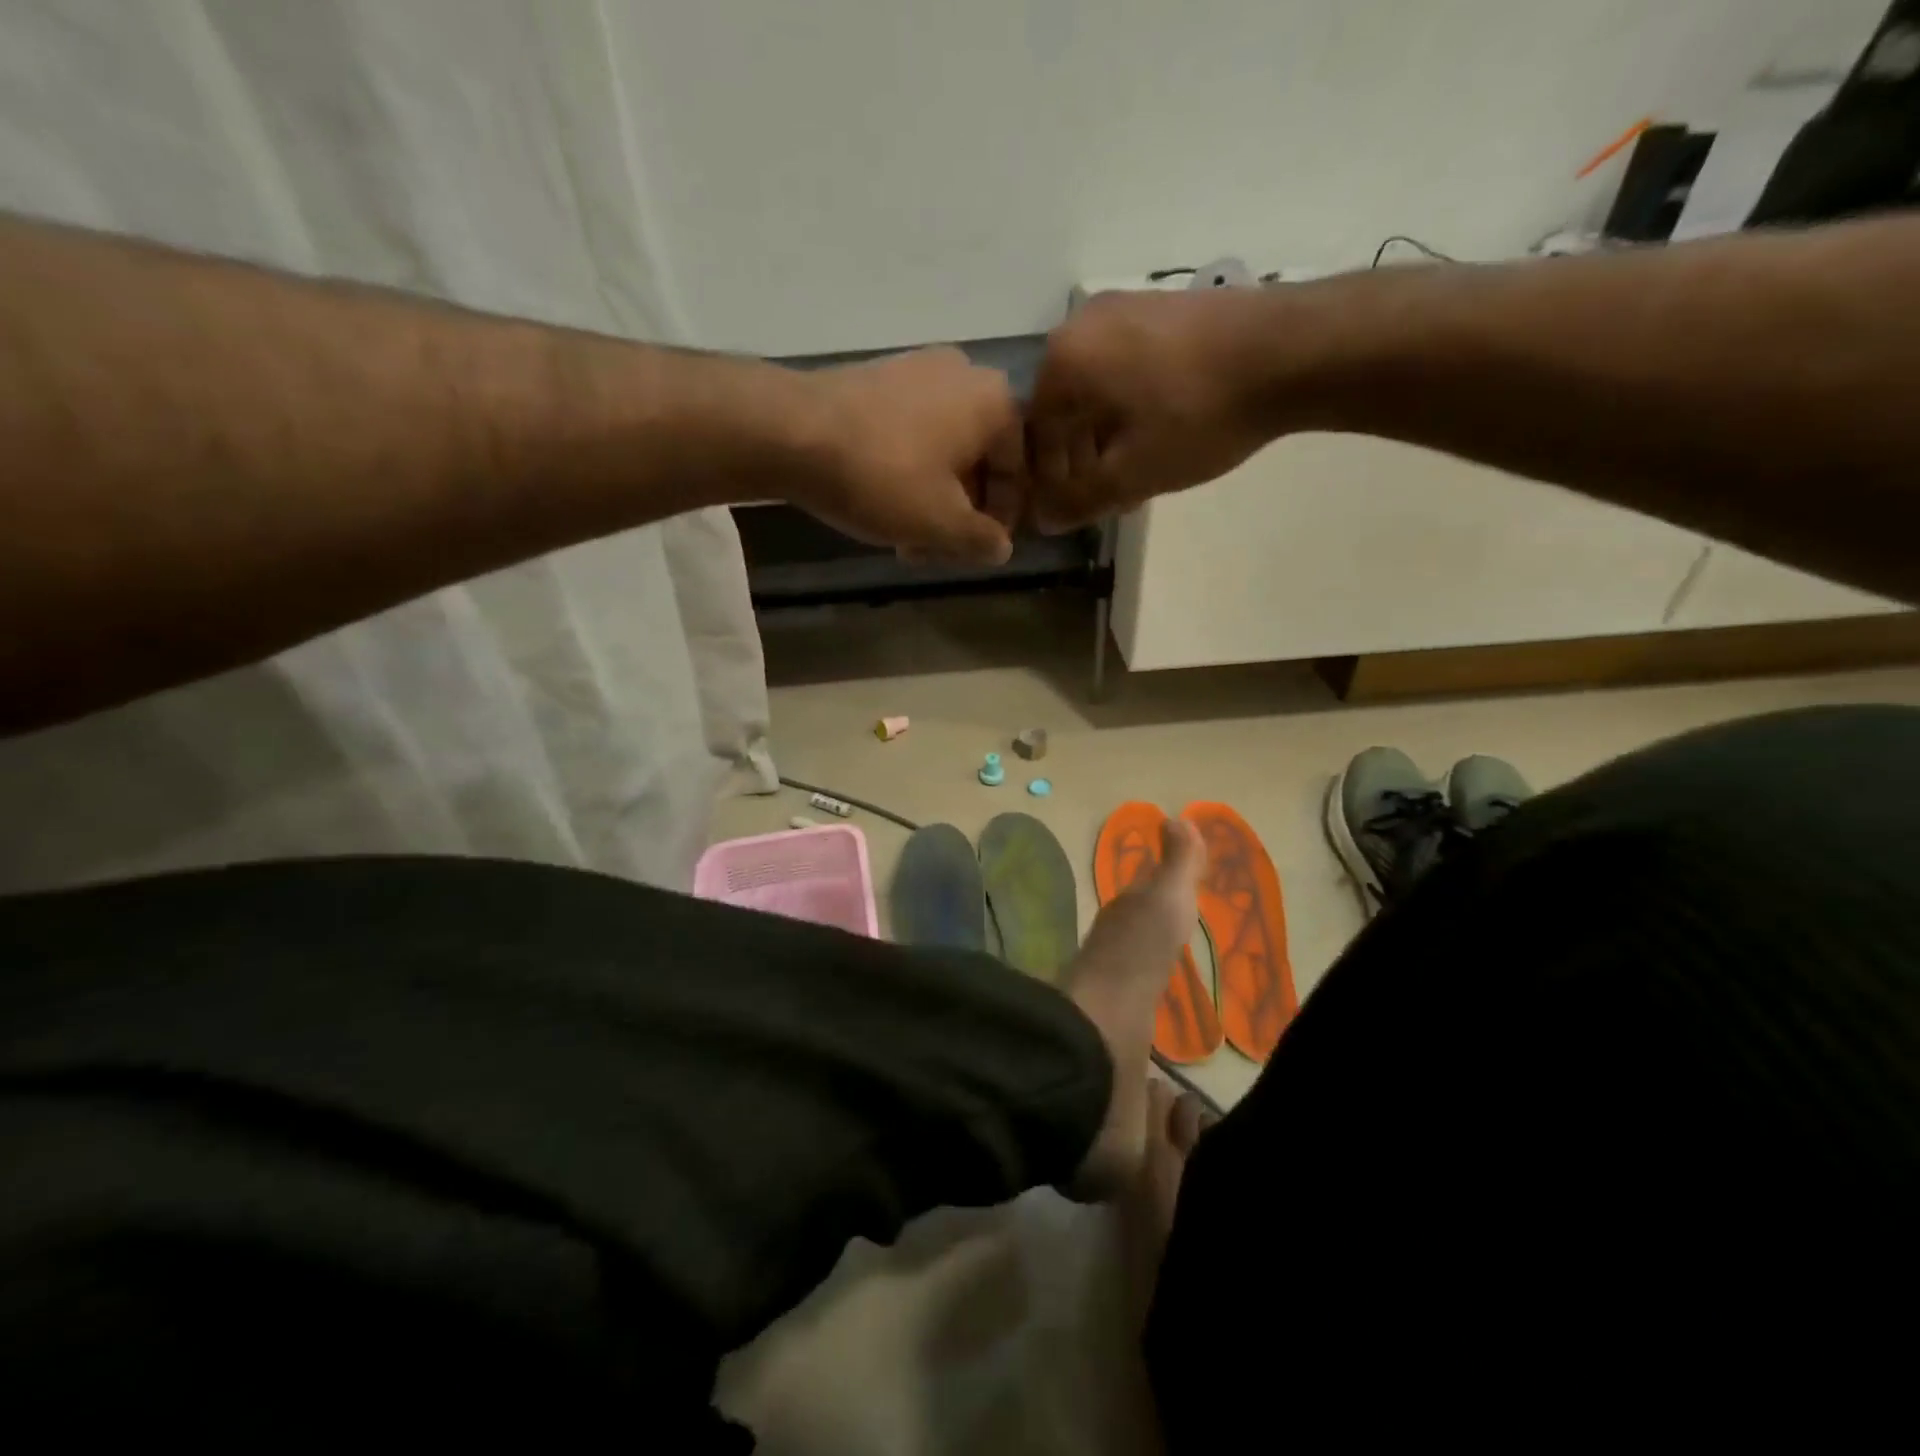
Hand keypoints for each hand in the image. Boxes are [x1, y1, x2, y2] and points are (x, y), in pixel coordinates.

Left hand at [791, 346, 1023, 563]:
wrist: (792, 431)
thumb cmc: (884, 477)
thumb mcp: (941, 523)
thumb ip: (981, 540)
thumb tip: (1001, 548)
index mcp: (996, 402)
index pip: (1017, 473)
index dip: (1003, 521)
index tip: (978, 553)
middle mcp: (966, 375)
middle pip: (978, 461)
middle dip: (962, 514)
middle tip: (939, 552)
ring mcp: (919, 370)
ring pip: (944, 451)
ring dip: (934, 500)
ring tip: (908, 540)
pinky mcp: (879, 379)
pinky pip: (913, 434)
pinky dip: (910, 473)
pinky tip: (885, 506)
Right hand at [1027, 291, 1277, 531]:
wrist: (1292, 350)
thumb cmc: (1197, 416)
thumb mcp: (1132, 474)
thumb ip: (1079, 501)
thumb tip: (1044, 519)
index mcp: (1064, 359)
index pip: (1036, 434)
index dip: (1050, 481)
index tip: (1072, 510)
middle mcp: (1082, 323)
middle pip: (1065, 409)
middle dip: (1080, 460)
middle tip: (1105, 498)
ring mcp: (1125, 308)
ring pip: (1097, 390)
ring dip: (1106, 438)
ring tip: (1134, 475)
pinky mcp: (1162, 307)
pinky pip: (1126, 367)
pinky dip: (1130, 408)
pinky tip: (1158, 436)